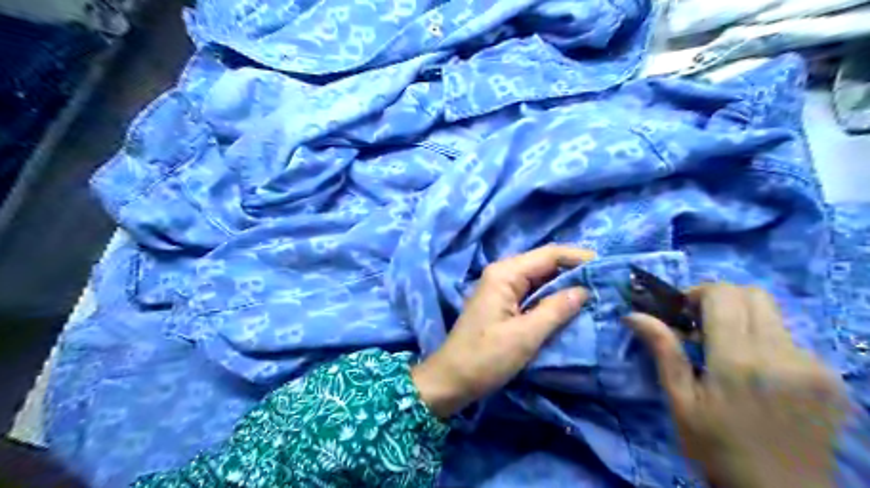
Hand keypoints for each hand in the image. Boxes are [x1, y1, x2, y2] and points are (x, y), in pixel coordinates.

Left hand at [412, 247, 590, 417]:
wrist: (451, 379)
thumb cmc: (485, 357)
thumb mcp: (525, 335)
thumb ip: (556, 309)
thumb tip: (584, 290)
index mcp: (505, 274)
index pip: (549, 254)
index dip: (578, 257)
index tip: (607, 267)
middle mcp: (502, 274)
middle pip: (544, 263)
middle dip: (574, 271)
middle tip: (606, 282)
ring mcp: (501, 288)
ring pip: (539, 278)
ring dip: (565, 284)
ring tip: (596, 292)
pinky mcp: (502, 303)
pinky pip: (532, 293)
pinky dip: (551, 297)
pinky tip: (570, 305)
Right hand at [630, 282, 846, 487]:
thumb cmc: (716, 449)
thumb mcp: (680, 401)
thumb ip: (664, 350)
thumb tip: (634, 314)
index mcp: (738, 361)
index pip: (724, 295)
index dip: (698, 293)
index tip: (682, 312)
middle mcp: (783, 355)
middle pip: (753, 294)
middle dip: (721, 299)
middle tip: (700, 324)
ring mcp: (814, 366)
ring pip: (773, 314)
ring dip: (743, 319)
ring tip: (726, 350)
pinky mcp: (832, 378)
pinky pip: (790, 339)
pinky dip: (765, 341)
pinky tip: (755, 372)